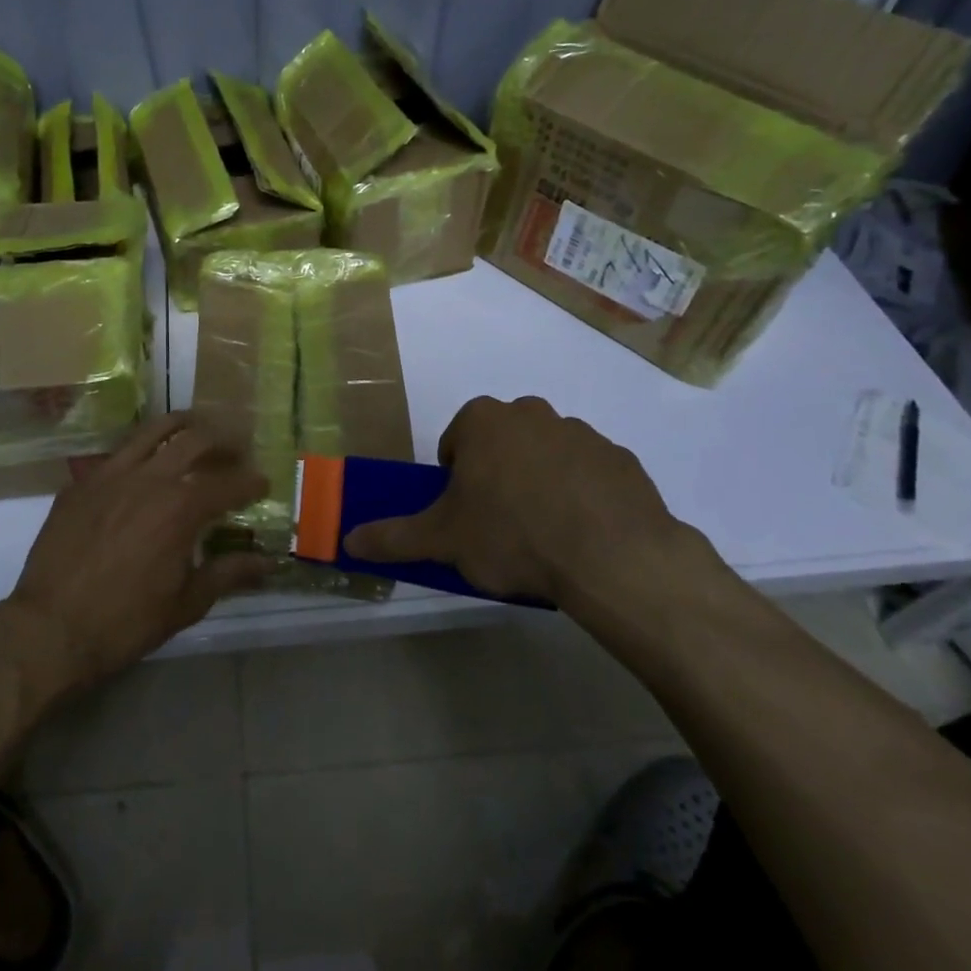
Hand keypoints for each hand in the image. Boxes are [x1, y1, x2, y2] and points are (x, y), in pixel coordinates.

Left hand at [3, 412, 271, 693]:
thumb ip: (229, 574)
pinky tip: (143, 463)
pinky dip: (140, 451)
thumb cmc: (125, 622)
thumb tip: (268, 563)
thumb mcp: (186, 604)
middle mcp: (149, 478)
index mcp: (181, 508)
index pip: (228, 483)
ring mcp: (110, 475)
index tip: (262, 483)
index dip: (250, 481)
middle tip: (235, 449)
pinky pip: (117, 454)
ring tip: (195, 427)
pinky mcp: (81, 483)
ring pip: (152, 431)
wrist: (49, 629)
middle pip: (194, 440)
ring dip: (181, 426)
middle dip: (222, 440)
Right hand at [342, 396, 734, 644]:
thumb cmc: (512, 535)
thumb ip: (393, 536)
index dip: (455, 480)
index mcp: (484, 420)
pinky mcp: (622, 459)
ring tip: (546, 537)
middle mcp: (531, 413)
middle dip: (498, 477)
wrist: (612, 556)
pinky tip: (585, 536)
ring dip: (540, 484)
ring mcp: (581, 433)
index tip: (466, 515)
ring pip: (547, 456)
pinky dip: (583, 497)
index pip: (456, 442)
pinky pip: (590, 475)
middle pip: (502, 445)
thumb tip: (347, 539)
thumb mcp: (443, 540)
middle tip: (501, 527)